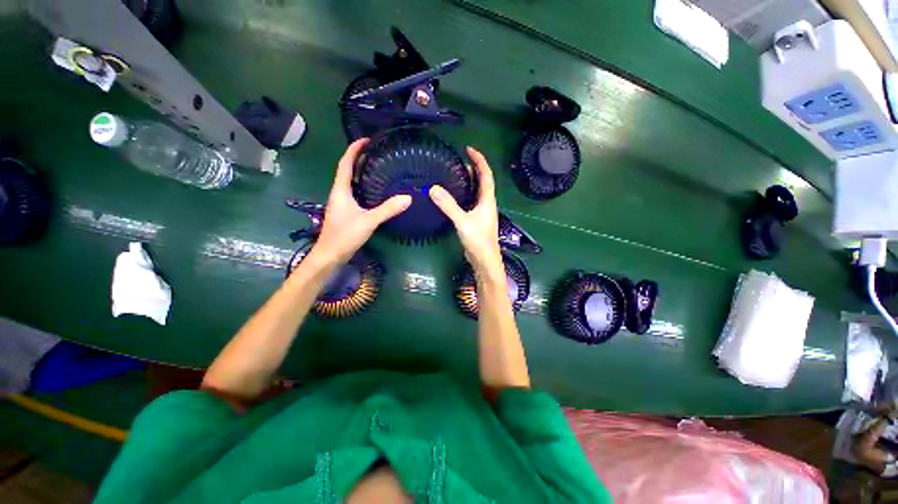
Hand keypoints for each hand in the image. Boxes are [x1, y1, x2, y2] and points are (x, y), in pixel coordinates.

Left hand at [311, 139, 411, 263]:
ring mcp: (342, 202)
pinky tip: (375, 190)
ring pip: (351, 181)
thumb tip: (408, 198)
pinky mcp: (346, 211)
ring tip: (377, 166)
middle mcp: (339, 193)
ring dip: (361, 172)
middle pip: (348, 170)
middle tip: (376, 152)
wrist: (331, 255)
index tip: (366, 140)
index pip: (345, 163)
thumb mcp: (368, 221)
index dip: (354, 150)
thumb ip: (387, 210)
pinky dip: (363, 185)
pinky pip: (355, 192)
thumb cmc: (345, 235)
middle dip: (359, 158)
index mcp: (341, 190)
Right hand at [429, 146, 502, 273]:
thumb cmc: (478, 241)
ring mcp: (482, 212)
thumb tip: (433, 188)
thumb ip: (449, 206)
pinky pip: (471, 201)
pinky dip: (465, 194)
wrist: (485, 261)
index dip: (479, 160)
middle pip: (483, 181)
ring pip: (477, 192)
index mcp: (488, 200)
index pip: (486, 174)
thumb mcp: (463, 221)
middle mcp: (487, 203)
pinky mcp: (477, 220)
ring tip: (456, 174)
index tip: (469, 149)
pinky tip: (455, 196)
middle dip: (474, 169)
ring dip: (469, 181)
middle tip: (459, 161)